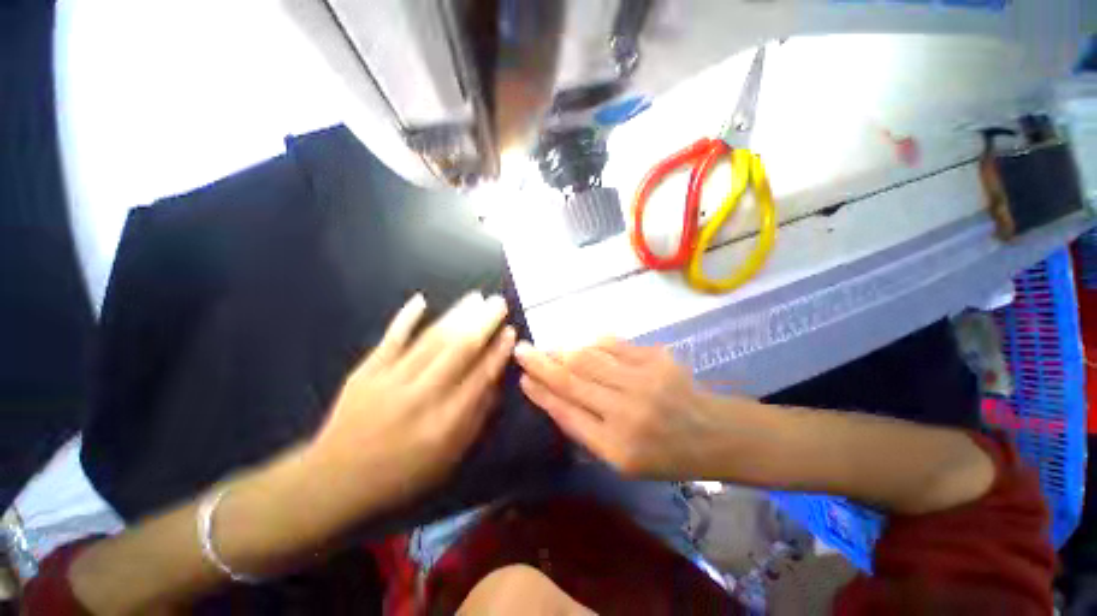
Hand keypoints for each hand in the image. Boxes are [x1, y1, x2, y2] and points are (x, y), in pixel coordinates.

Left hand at [309, 292, 515, 511]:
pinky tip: (421, 300)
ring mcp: (391, 380)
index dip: (498, 351)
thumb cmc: (402, 473)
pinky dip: (406, 317)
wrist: (334, 481)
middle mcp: (422, 396)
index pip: (481, 376)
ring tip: (476, 297)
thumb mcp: (449, 458)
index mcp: (445, 422)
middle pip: (459, 350)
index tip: (511, 331)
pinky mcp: (365, 372)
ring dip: (457, 315)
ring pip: (432, 339)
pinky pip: (391, 338)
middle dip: (483, 322)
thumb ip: (476, 418)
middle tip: (499, 302)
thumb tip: (495, 381)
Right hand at [514, 338, 733, 478]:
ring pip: (589, 358)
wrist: (713, 433)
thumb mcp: (621, 460)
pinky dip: (593, 343)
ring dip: (564, 351)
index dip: (541, 392)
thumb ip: (586, 429)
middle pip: (572, 380)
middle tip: (522, 349)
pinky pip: (613, 345)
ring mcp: (643, 380)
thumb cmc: (665, 455)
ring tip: (548, 348)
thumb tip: (554, 396)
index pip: (566, 412)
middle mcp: (626, 411)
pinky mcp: (656, 359)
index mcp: (615, 446)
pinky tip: (583, 343)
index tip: (522, 378)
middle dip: (542, 364)